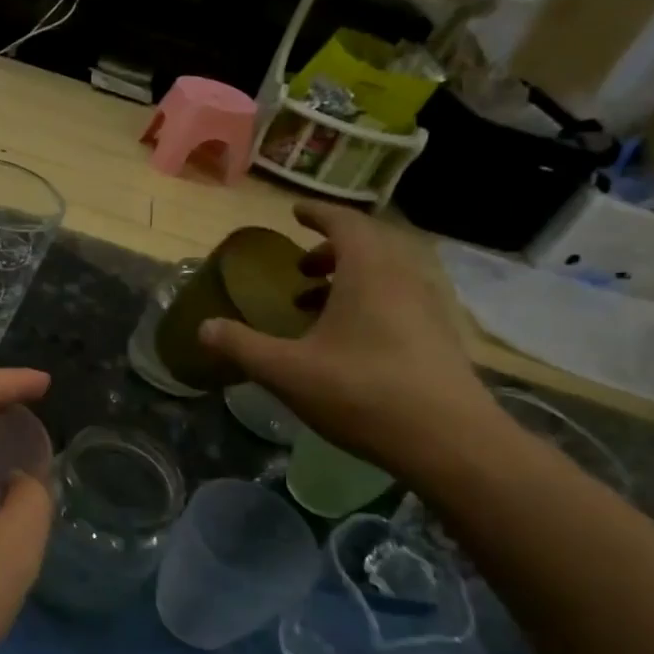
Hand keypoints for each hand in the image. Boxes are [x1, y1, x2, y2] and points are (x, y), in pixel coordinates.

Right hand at [201, 200, 497, 474]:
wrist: (449, 441)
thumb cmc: (361, 393)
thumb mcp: (287, 371)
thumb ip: (242, 346)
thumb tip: (204, 327)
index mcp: (368, 271)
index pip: (344, 223)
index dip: (318, 214)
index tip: (295, 213)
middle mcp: (403, 278)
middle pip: (368, 246)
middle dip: (330, 250)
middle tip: (300, 268)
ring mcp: (427, 307)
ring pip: (385, 275)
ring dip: (349, 279)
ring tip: (315, 306)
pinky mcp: (439, 337)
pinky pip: (399, 300)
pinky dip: (369, 302)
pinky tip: (348, 341)